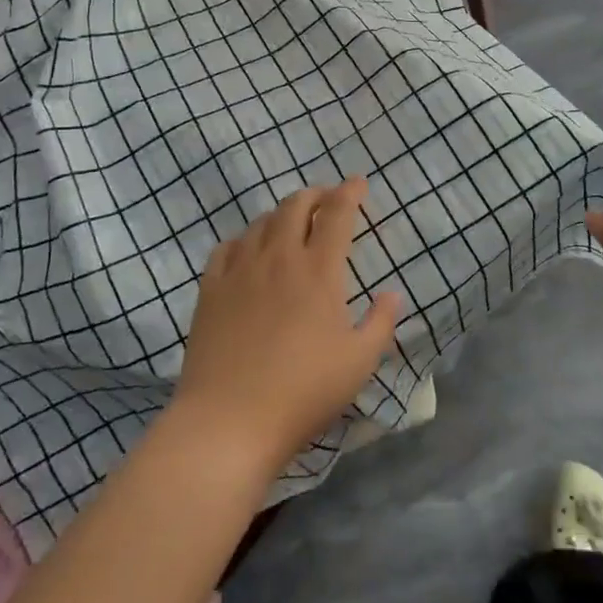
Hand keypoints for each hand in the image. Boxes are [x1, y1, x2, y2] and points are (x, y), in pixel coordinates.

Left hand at [171, 176, 402, 471]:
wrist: (229, 420)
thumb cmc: (303, 392)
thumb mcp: (359, 363)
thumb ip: (381, 323)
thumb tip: (392, 293)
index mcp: (319, 271)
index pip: (337, 214)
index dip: (350, 192)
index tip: (358, 182)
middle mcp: (279, 257)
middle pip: (296, 206)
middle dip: (316, 195)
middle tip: (328, 199)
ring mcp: (240, 270)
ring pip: (261, 222)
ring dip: (282, 214)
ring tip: (291, 223)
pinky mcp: (210, 289)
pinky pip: (227, 247)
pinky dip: (244, 239)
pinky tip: (248, 250)